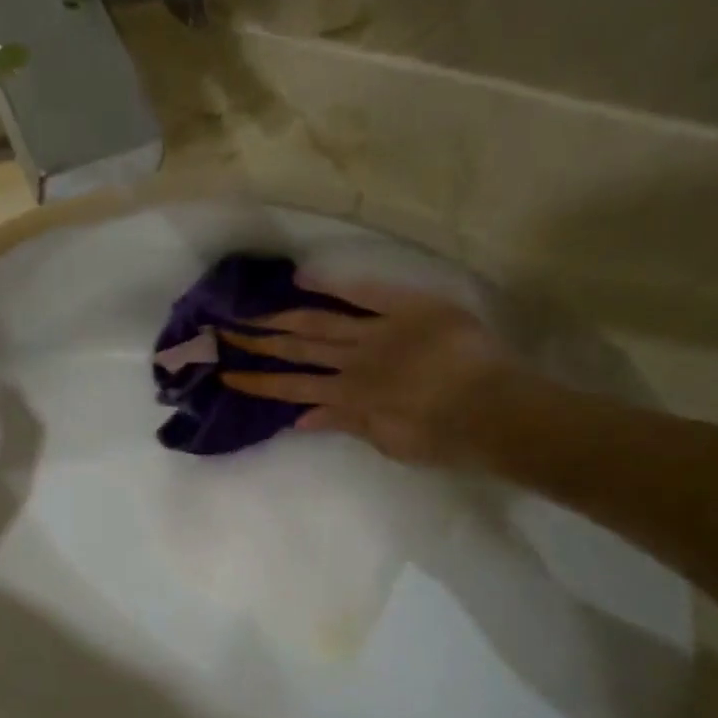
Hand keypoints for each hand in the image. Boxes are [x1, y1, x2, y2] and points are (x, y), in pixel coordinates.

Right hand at [221, 273, 518, 466]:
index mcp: (349, 397)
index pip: (293, 388)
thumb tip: (300, 418)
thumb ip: (345, 424)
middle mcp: (353, 363)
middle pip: (297, 350)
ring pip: (319, 323)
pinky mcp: (406, 308)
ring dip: (281, 318)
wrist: (495, 410)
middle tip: (222, 332)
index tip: (228, 373)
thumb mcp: (388, 441)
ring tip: (249, 311)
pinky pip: (366, 292)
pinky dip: (334, 284)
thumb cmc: (444, 438)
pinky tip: (303, 276)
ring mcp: (378, 333)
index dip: (259, 381)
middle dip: (258, 343)